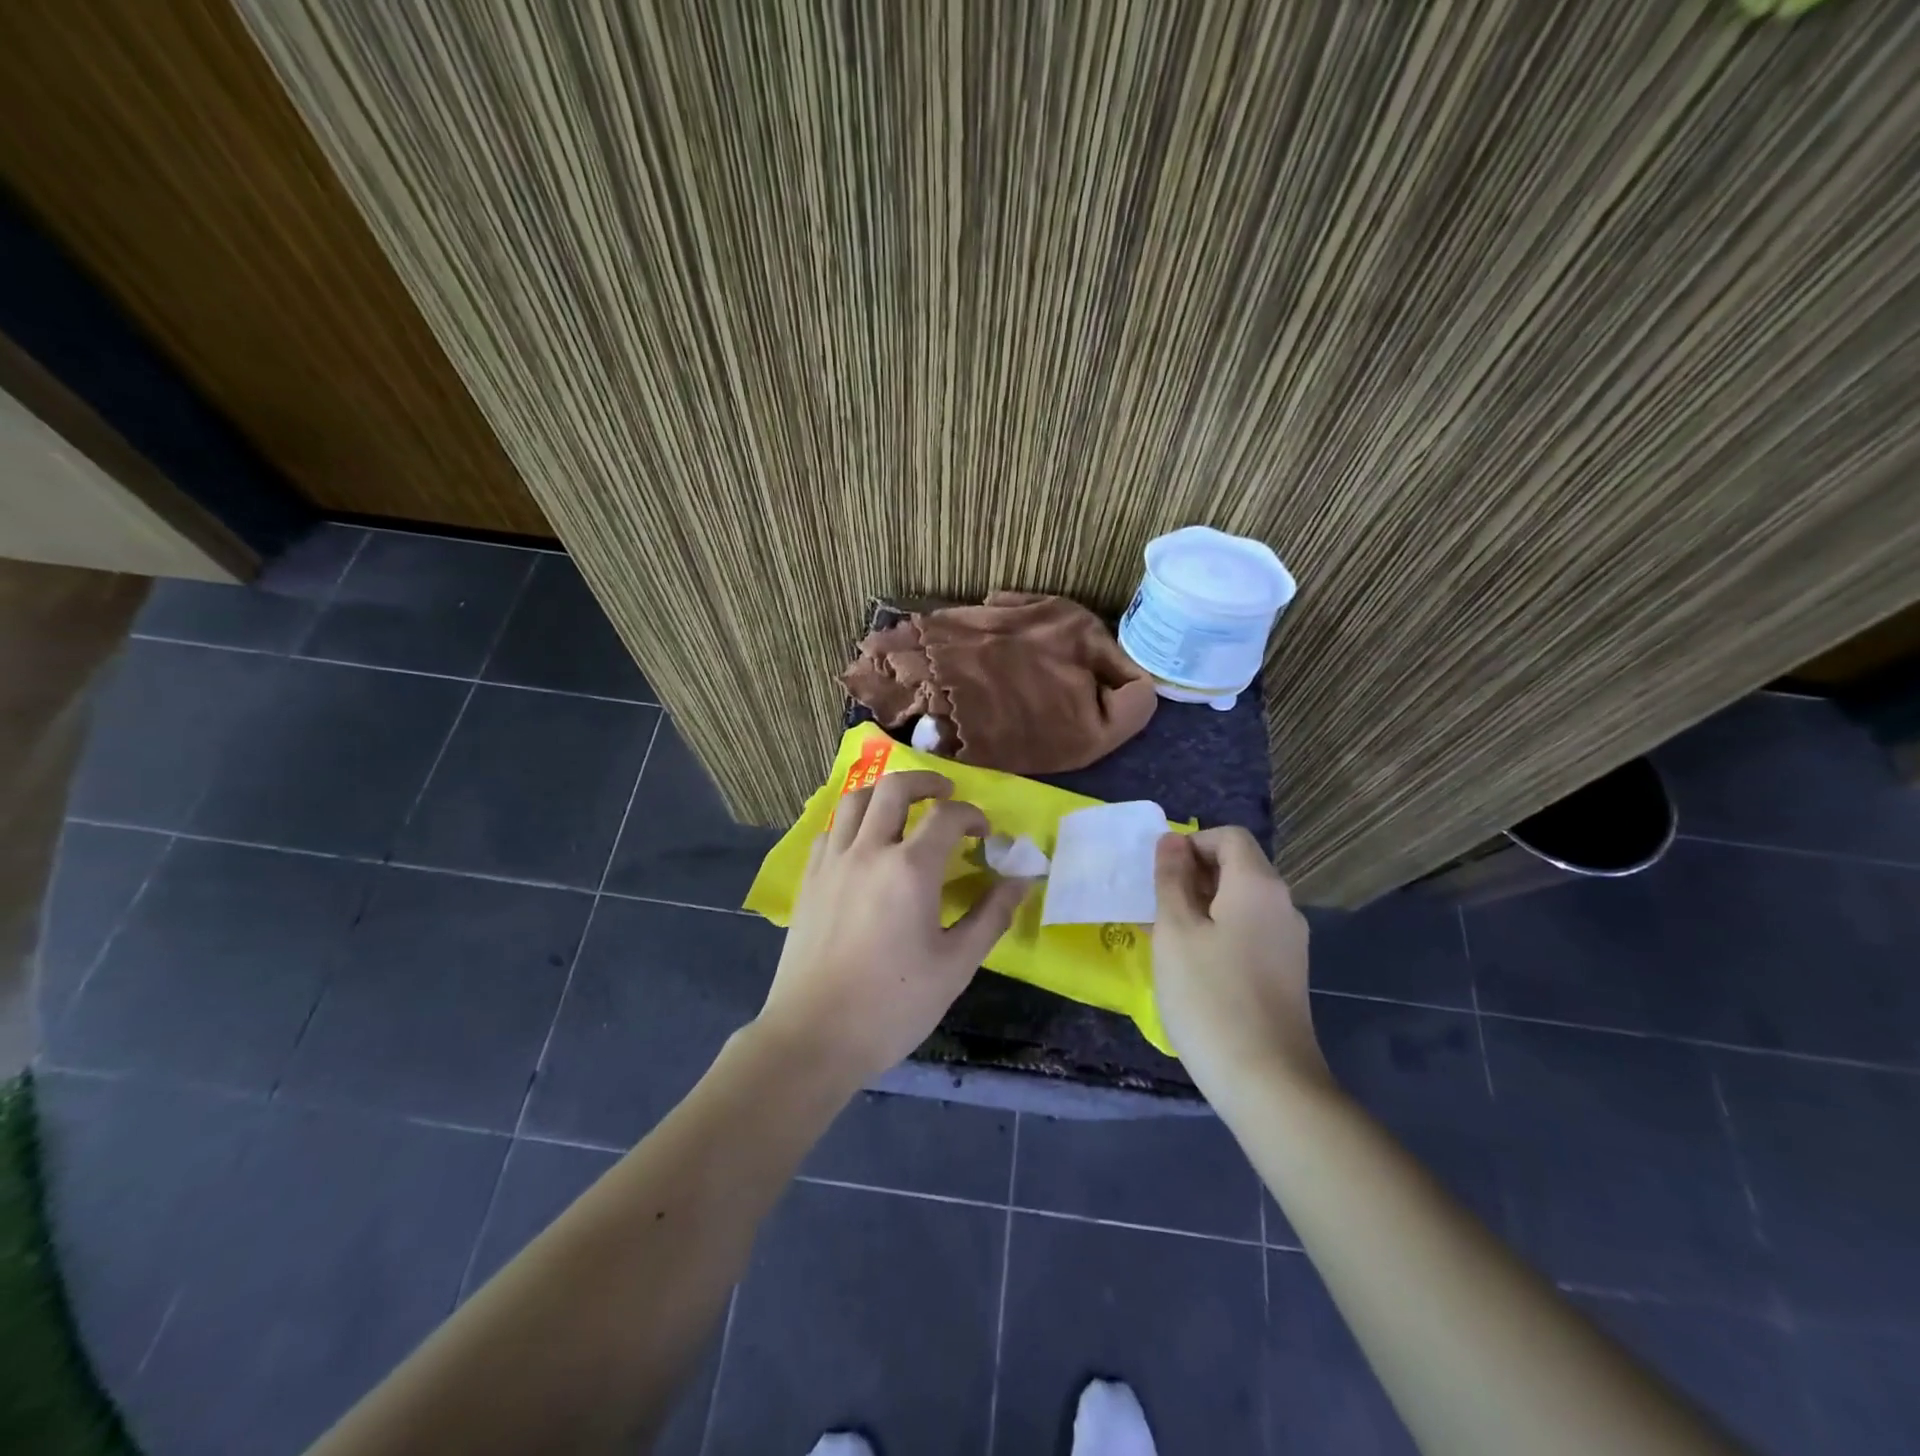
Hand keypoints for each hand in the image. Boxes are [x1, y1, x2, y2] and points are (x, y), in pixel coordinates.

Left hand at [758, 770, 1030, 1087]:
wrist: (814, 1036)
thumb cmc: (893, 1005)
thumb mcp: (955, 965)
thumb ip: (991, 916)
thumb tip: (1022, 880)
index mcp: (909, 869)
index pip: (946, 816)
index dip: (972, 815)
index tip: (985, 833)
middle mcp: (868, 851)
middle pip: (894, 788)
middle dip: (926, 781)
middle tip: (945, 792)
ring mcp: (832, 863)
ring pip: (855, 800)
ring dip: (884, 793)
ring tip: (903, 807)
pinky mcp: (809, 880)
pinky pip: (831, 830)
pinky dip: (853, 821)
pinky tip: (864, 843)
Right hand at [1152, 826, 1328, 1097]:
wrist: (1268, 1082)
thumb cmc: (1209, 996)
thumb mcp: (1175, 931)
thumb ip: (1171, 880)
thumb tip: (1171, 840)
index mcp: (1258, 885)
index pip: (1228, 837)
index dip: (1191, 844)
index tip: (1159, 875)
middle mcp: (1282, 905)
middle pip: (1238, 866)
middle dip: (1193, 875)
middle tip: (1156, 907)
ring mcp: (1289, 941)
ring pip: (1242, 901)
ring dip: (1203, 905)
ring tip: (1168, 937)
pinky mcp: (1287, 971)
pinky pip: (1250, 930)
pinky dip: (1220, 930)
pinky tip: (1194, 965)